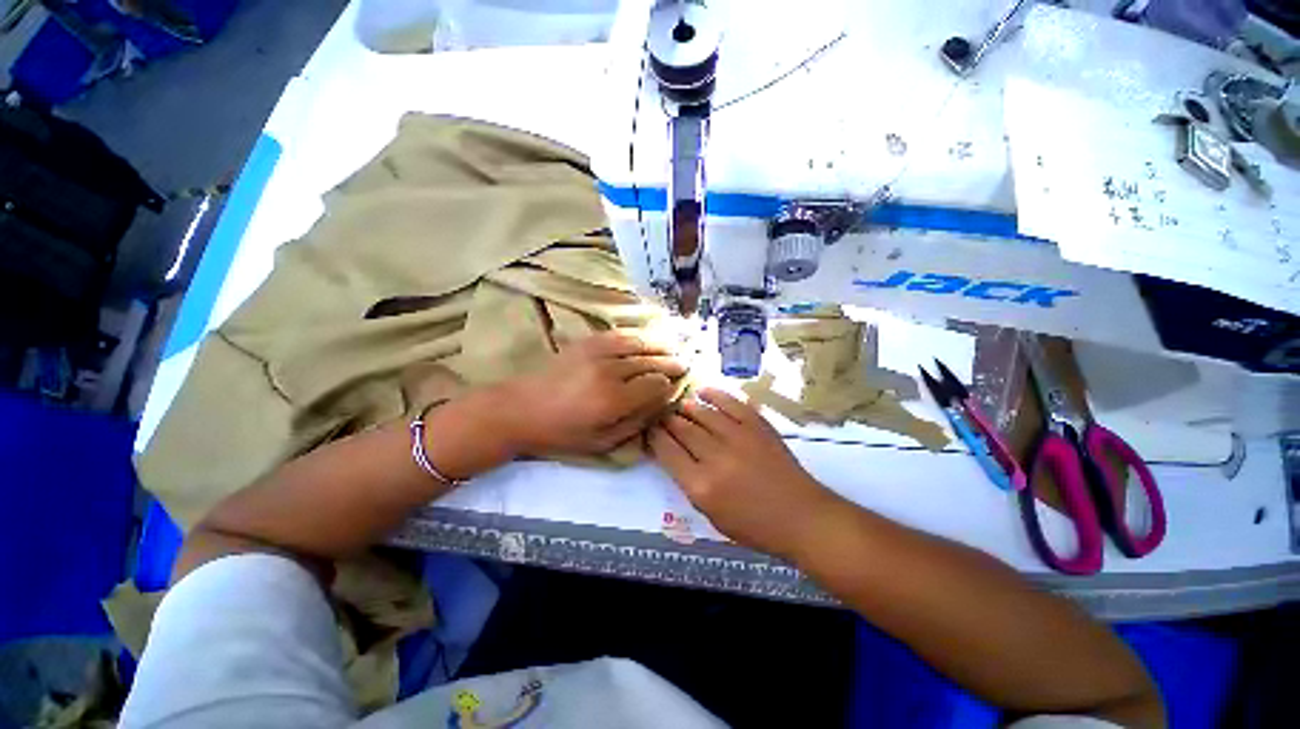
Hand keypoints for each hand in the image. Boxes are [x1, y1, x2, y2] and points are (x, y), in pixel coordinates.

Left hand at [502, 331, 686, 456]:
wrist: (519, 409)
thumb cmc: (561, 433)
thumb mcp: (601, 442)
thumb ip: (635, 423)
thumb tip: (660, 404)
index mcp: (614, 400)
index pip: (655, 385)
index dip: (669, 385)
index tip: (677, 386)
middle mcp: (610, 371)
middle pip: (650, 362)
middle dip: (671, 362)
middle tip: (686, 363)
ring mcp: (597, 352)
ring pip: (638, 344)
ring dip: (659, 345)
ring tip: (673, 347)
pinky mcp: (585, 342)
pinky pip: (618, 334)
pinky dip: (636, 335)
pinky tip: (646, 337)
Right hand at [647, 388, 841, 558]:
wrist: (801, 516)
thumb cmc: (754, 526)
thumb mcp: (711, 515)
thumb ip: (689, 483)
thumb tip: (674, 454)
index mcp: (701, 486)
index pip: (666, 452)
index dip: (655, 437)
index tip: (650, 429)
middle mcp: (715, 457)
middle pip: (682, 429)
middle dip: (667, 420)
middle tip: (661, 415)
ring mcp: (737, 437)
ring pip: (702, 412)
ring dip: (686, 407)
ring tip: (679, 405)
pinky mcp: (756, 425)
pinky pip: (730, 403)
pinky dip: (714, 394)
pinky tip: (702, 391)